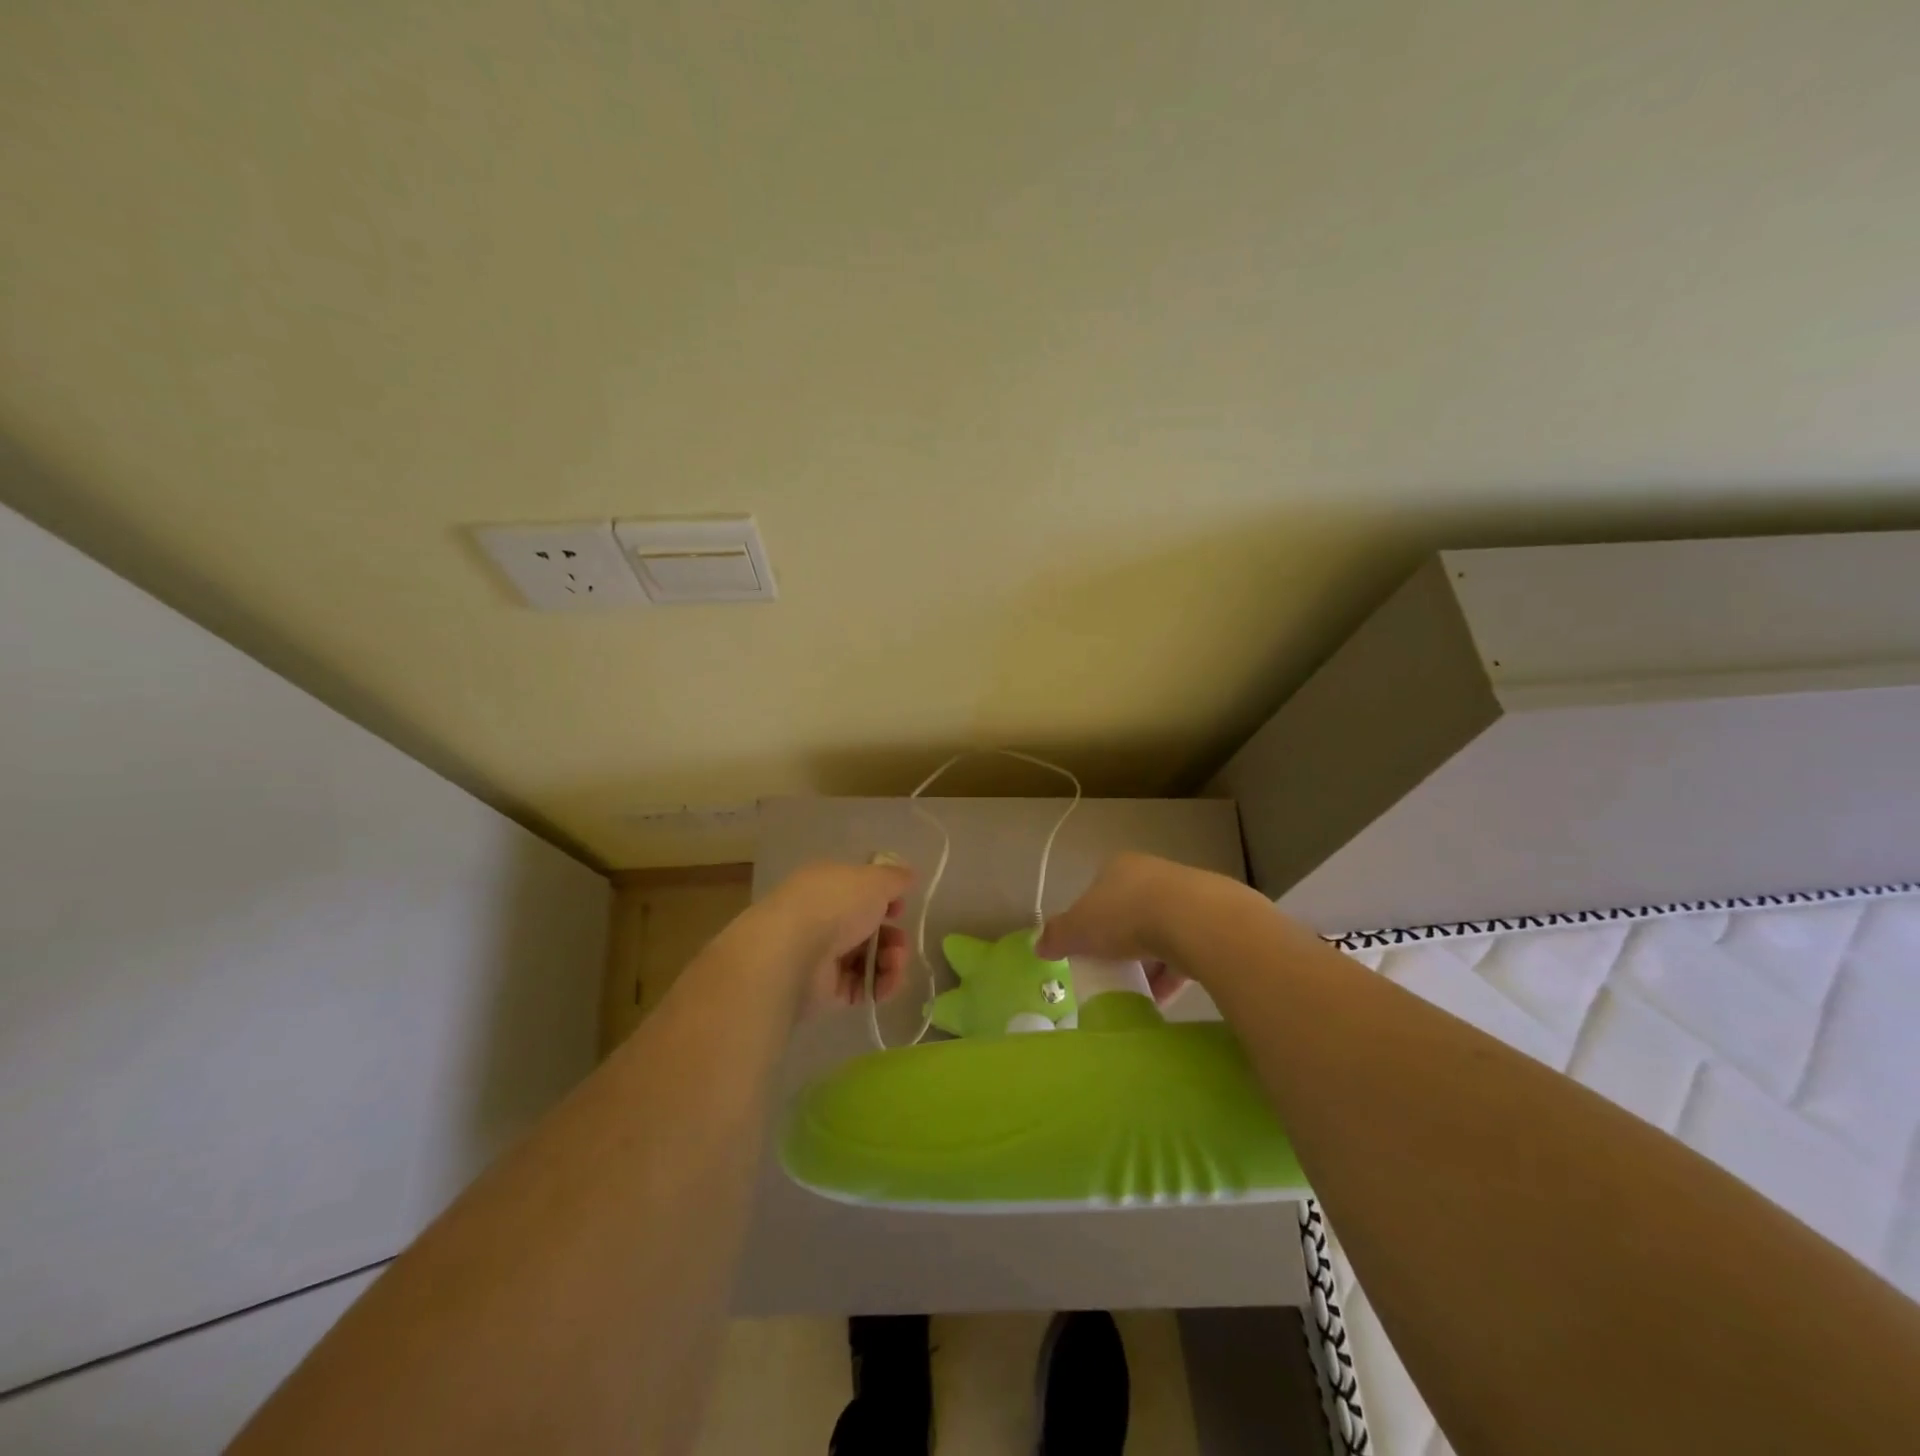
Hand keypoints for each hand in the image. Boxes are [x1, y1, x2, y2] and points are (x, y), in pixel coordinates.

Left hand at [759, 860, 913, 1017]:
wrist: (793, 952)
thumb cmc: (835, 905)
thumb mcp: (875, 880)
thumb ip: (895, 878)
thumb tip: (909, 875)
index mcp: (830, 885)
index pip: (862, 892)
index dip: (886, 901)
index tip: (901, 909)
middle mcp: (824, 918)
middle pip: (869, 929)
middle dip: (893, 937)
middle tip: (899, 945)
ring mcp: (824, 954)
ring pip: (869, 958)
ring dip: (891, 962)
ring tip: (893, 966)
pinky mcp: (826, 989)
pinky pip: (861, 986)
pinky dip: (879, 986)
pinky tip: (885, 986)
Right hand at [1038, 852, 1234, 1002]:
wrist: (1196, 921)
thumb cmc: (1126, 916)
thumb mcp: (1079, 928)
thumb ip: (1057, 936)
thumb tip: (1038, 946)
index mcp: (1118, 867)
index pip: (1097, 893)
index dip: (1088, 922)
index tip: (1086, 951)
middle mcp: (1152, 874)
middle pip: (1129, 913)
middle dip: (1120, 945)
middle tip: (1111, 973)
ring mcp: (1186, 896)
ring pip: (1159, 933)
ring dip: (1148, 963)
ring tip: (1138, 993)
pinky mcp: (1211, 922)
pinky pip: (1186, 951)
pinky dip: (1173, 975)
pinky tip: (1164, 999)